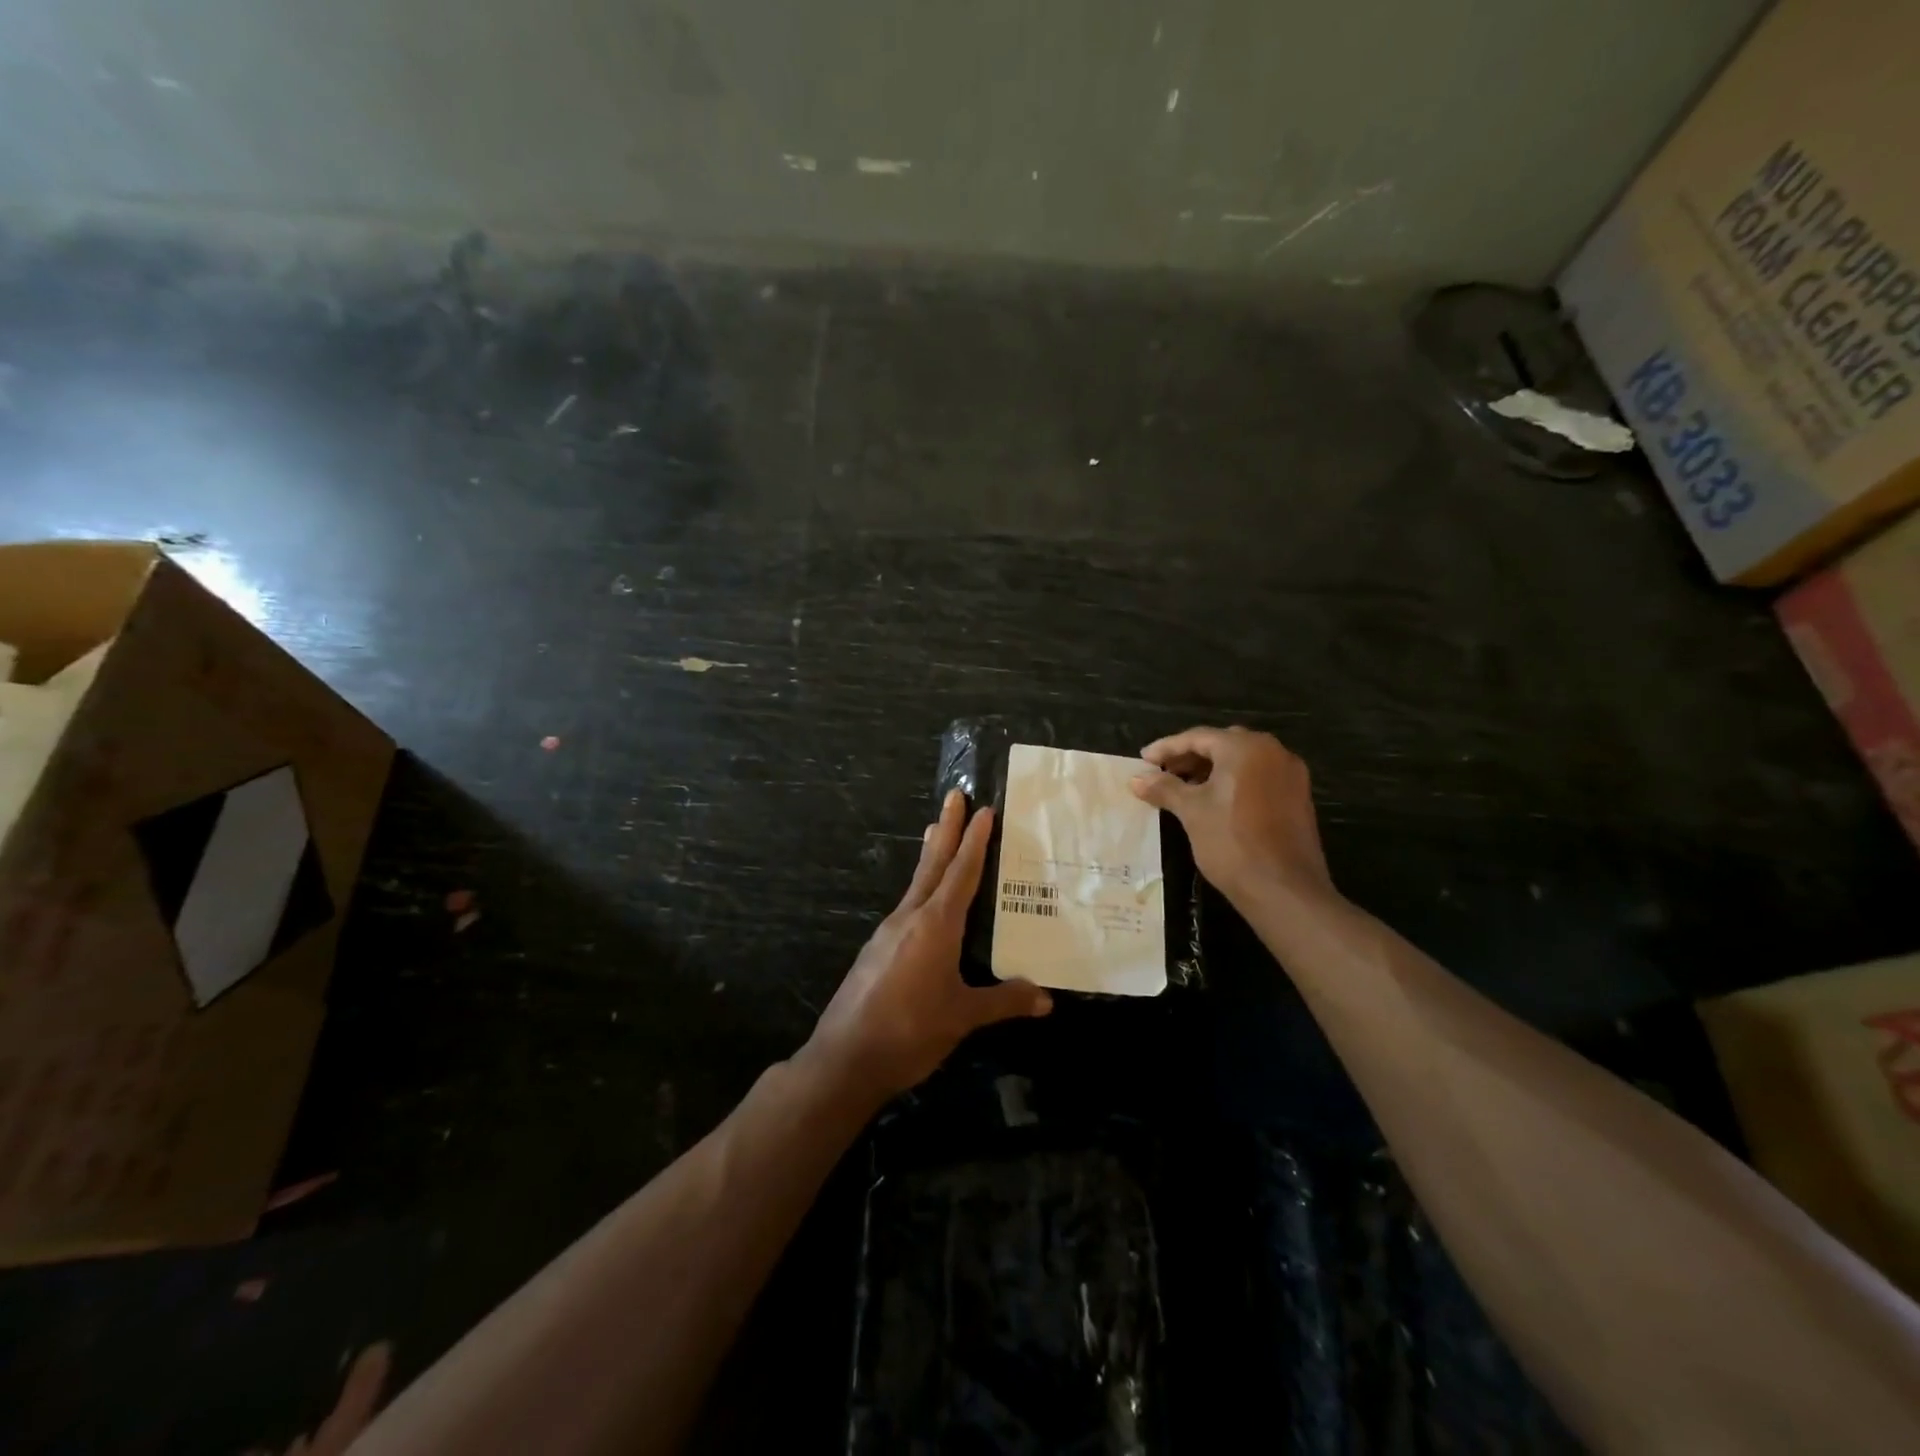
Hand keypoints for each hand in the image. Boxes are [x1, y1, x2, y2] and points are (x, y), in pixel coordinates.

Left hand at [805, 790, 1051, 1101]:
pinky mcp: (876, 951)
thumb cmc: (910, 1031)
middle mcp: (910, 918)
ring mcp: (888, 933)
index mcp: (935, 925)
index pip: (961, 873)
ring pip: (916, 883)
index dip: (975, 841)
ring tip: (936, 832)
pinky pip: (906, 906)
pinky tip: (924, 902)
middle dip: (946, 829)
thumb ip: (1004, 1002)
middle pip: (933, 864)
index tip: (983, 809)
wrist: (845, 1057)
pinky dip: (920, 888)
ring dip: (931, 856)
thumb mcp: (963, 1016)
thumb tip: (1046, 998)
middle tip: (954, 795)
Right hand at [1129, 726, 1333, 905]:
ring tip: (1184, 788)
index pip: (1198, 737)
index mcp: (1246, 748)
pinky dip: (1233, 782)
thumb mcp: (1191, 812)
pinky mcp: (1298, 797)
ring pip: (1242, 761)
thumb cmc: (1232, 843)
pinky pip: (1258, 778)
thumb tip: (1137, 778)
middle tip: (1163, 772)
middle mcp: (1273, 751)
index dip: (1166, 748)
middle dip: (1190, 756)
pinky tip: (1214, 802)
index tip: (1143, 760)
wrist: (1284, 890)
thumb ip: (1164, 788)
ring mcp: (1290, 774)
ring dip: (1212, 769)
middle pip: (1222, 744)